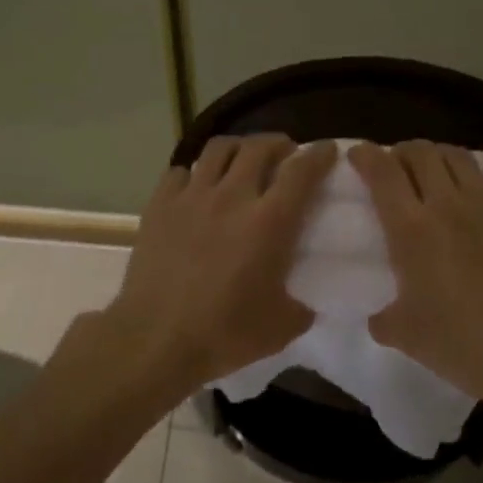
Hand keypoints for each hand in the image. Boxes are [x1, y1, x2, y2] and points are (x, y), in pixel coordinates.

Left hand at [102, 135, 338, 391]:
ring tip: (243, 159)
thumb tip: (306, 303)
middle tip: (285, 154)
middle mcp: (232, 197)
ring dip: (238, 147)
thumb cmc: (224, 334)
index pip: (301, 171)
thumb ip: (301, 307)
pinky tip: (196, 188)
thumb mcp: (281, 328)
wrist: (156, 339)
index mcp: (270, 222)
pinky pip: (179, 172)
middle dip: (278, 143)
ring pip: (219, 149)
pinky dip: (194, 173)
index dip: (318, 155)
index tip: (326, 149)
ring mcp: (191, 197)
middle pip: (259, 147)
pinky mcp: (159, 205)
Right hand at [349, 137, 482, 424]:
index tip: (356, 154)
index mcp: (410, 228)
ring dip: (440, 151)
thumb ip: (383, 319)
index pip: (382, 173)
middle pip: (420, 154)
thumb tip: (379, 317)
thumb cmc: (458, 341)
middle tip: (395, 165)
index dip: (365, 155)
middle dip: (402, 151)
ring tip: (433, 161)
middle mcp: (447, 204)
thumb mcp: (403, 334)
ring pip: (460, 156)